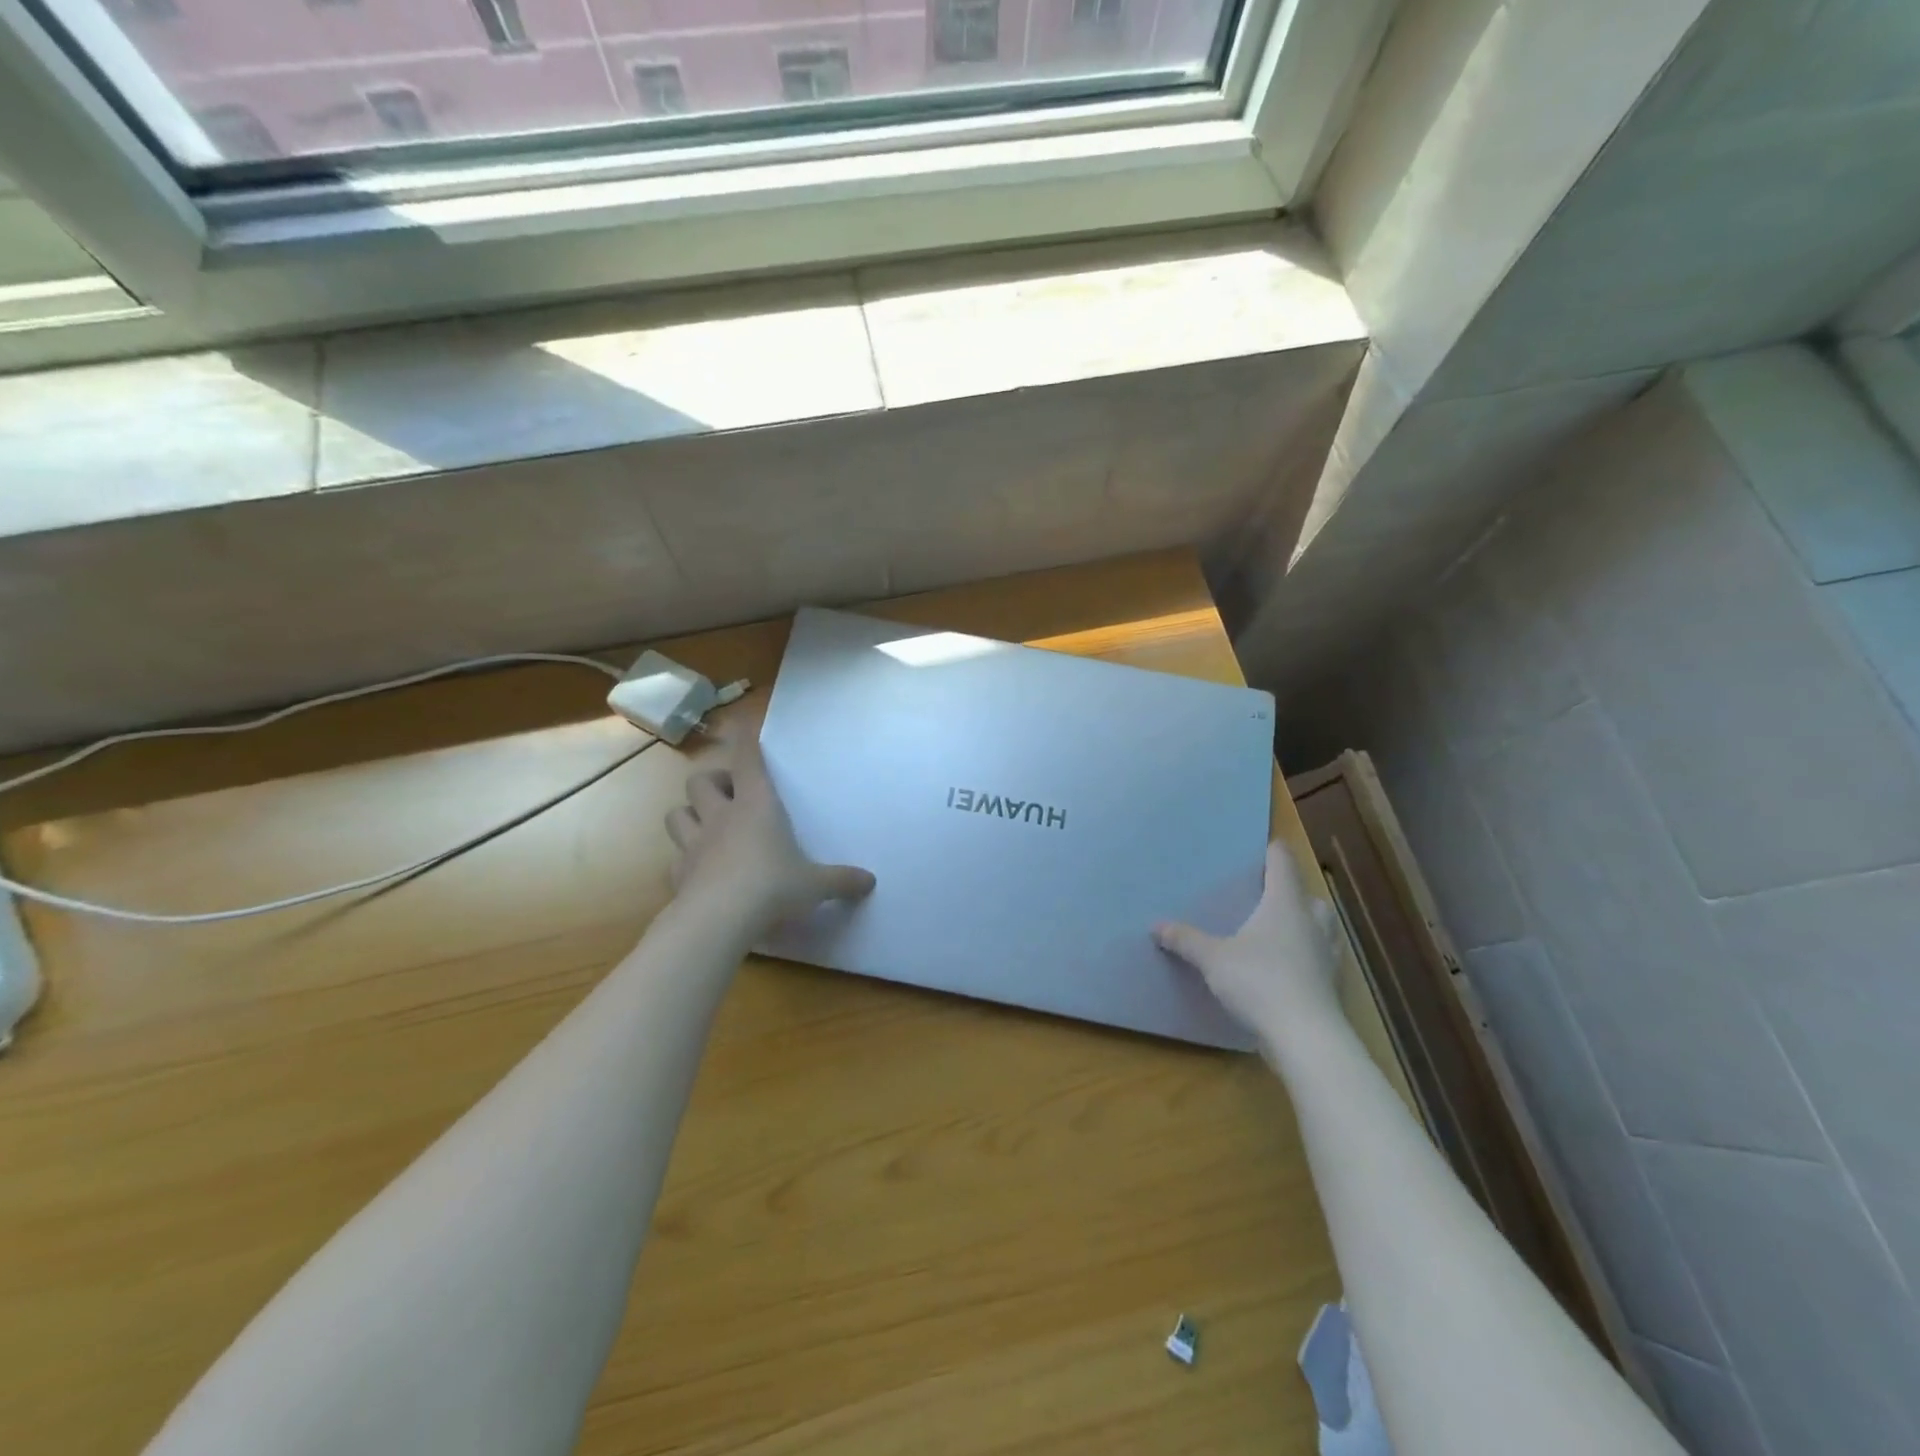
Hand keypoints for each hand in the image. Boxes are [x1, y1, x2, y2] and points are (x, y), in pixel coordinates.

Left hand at [665, 719, 874, 934]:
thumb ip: (841, 880)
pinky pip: (675, 857)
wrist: (719, 920)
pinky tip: (700, 870)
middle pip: (700, 781)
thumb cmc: (773, 887)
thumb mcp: (814, 885)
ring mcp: (694, 844)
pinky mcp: (678, 874)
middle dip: (713, 782)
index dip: (745, 741)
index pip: (748, 761)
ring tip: (707, 826)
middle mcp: (721, 816)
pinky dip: (685, 859)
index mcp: (756, 806)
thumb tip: (870, 882)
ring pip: (676, 813)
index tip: (741, 724)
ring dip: (690, 814)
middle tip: (730, 795)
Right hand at [1153, 841, 1344, 1048]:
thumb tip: (1156, 925)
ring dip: (1307, 924)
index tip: (1263, 847)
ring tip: (1282, 930)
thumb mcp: (1213, 959)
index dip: (1273, 852)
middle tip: (1269, 896)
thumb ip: (1186, 940)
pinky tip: (1288, 967)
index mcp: (1284, 904)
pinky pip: (1321, 958)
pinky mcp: (1331, 985)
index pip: (1283, 864)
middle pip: (1310, 896)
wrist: (1306, 1036)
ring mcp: (1326, 955)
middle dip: (1293, 892)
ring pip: (1323, 927)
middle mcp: (1311, 922)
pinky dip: (1308, 956)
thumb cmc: (1259, 981)